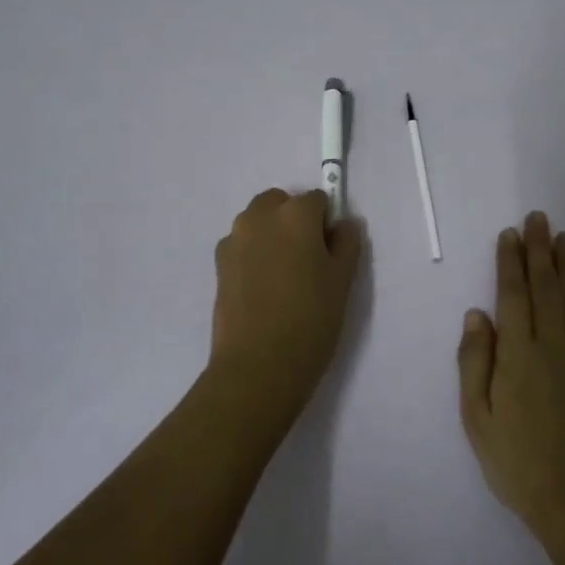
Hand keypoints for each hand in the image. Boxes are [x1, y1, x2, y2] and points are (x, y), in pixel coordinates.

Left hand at [209, 188, 362, 423]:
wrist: (258, 365)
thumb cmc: (310, 319)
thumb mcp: (342, 281)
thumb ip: (347, 243)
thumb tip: (345, 223)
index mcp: (295, 214)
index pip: (317, 200)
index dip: (326, 223)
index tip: (330, 252)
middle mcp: (260, 216)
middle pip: (281, 203)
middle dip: (294, 220)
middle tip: (307, 260)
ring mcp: (234, 238)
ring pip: (258, 222)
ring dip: (271, 234)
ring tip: (283, 277)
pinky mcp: (218, 263)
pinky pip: (242, 245)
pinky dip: (253, 253)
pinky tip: (262, 289)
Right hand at [458, 211, 564, 541]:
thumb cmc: (517, 462)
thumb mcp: (477, 418)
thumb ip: (474, 362)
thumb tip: (476, 314)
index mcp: (517, 353)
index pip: (512, 294)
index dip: (510, 261)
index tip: (510, 234)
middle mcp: (553, 345)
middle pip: (546, 287)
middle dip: (539, 250)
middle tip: (539, 218)